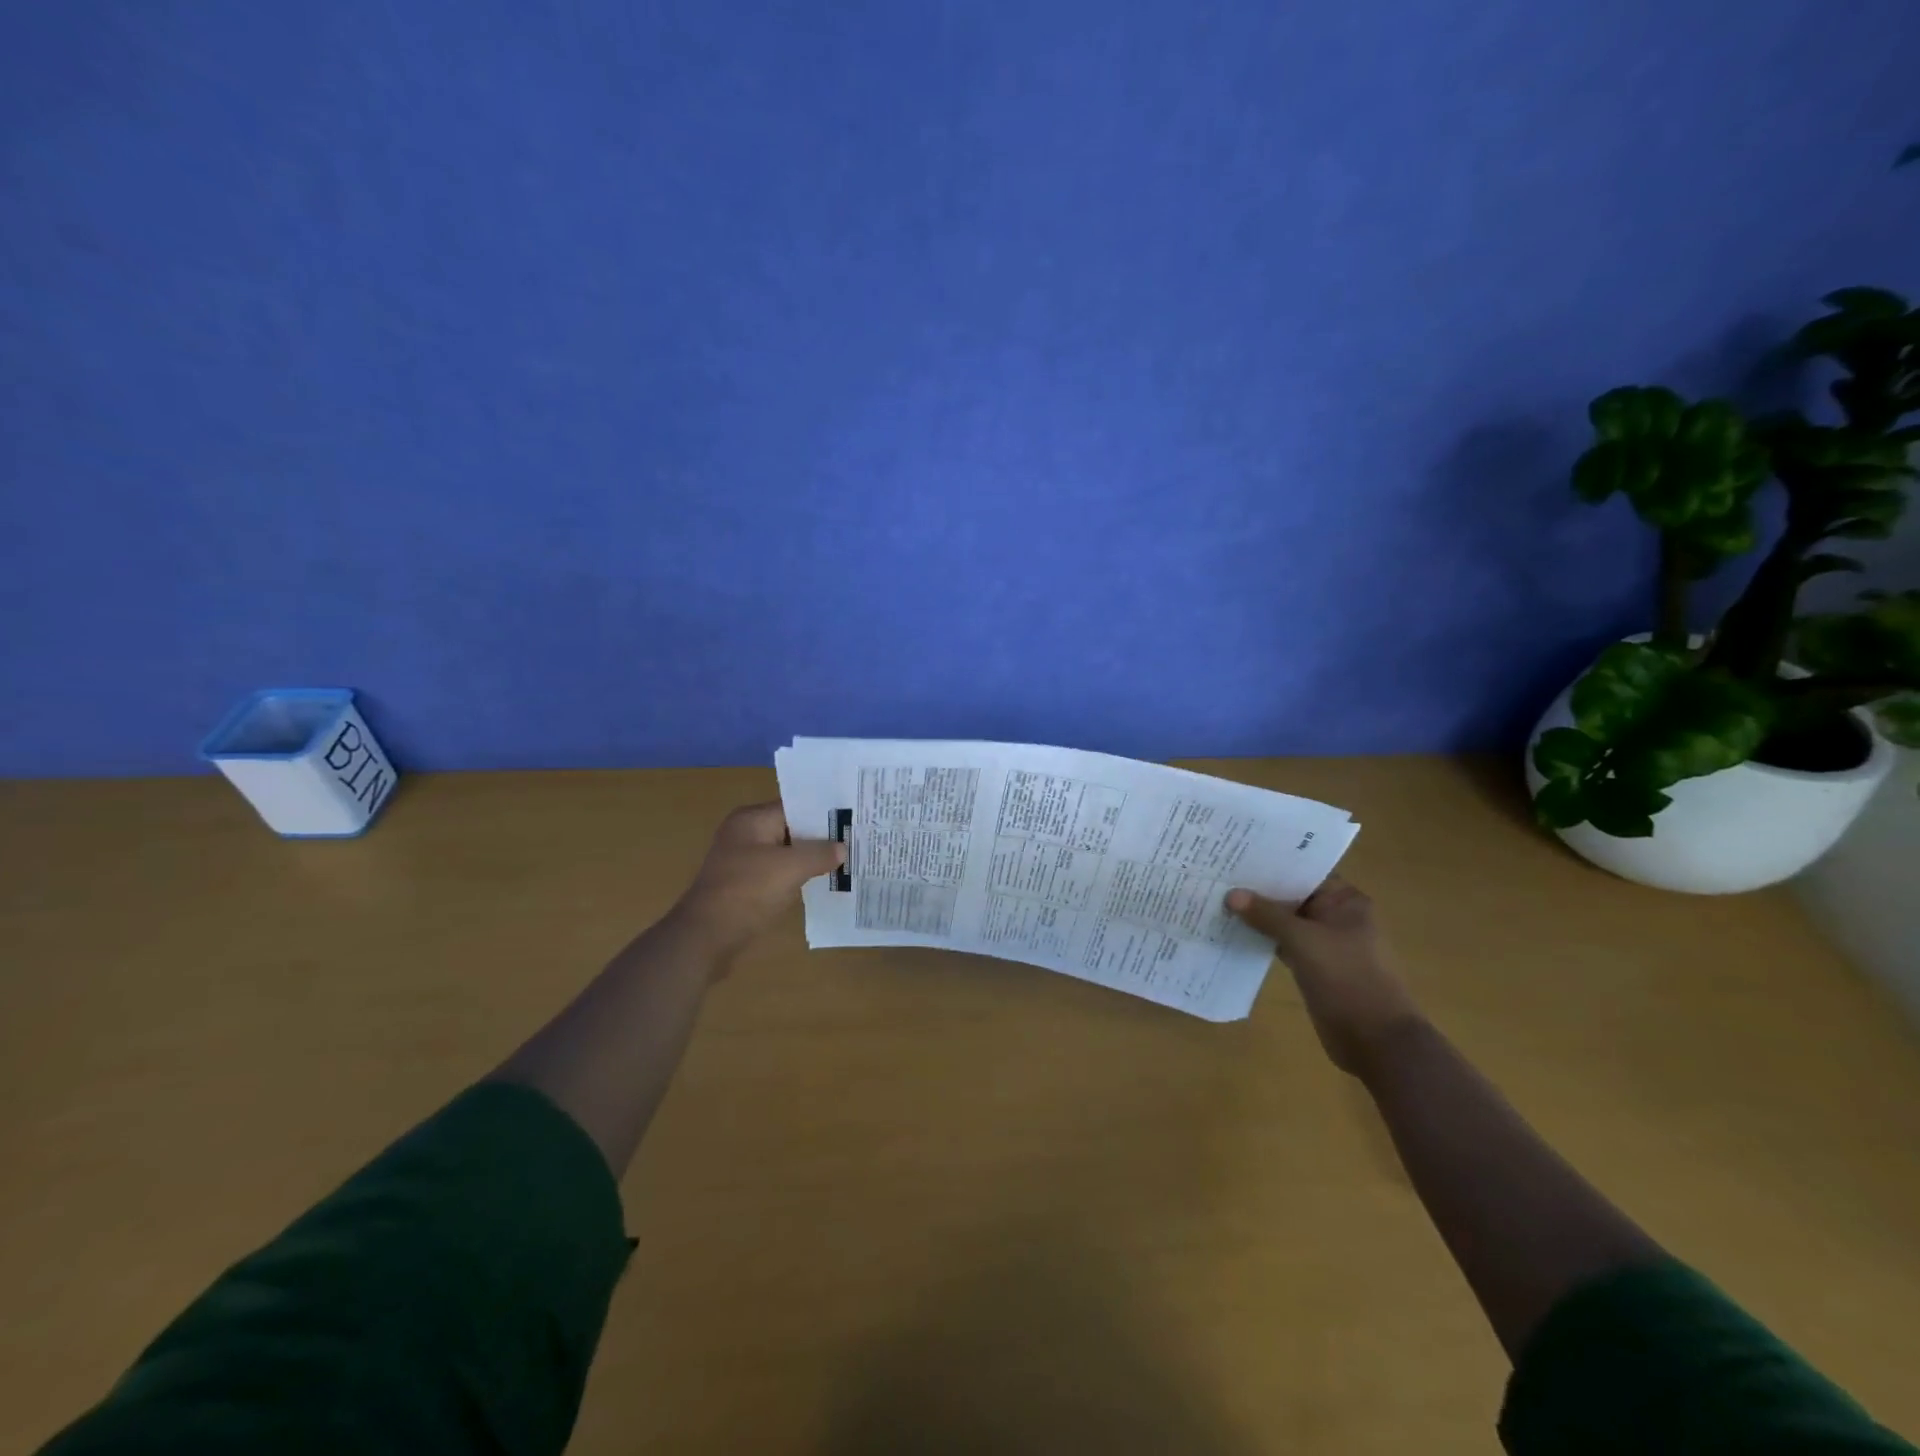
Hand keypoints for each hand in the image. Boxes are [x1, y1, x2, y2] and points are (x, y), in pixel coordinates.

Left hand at [667, 803, 844, 969]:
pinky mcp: (746, 885)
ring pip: (787, 853)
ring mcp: (744, 861)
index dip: (825, 814)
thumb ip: (819, 854)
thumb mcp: (790, 869)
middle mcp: (746, 834)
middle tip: (856, 841)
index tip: (853, 821)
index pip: (796, 807)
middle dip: (821, 838)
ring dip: (810, 859)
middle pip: (792, 829)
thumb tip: (843, 848)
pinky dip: (798, 877)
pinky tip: (822, 882)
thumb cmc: (748, 892)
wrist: (706, 937)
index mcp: (752, 820)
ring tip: (847, 861)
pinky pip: (779, 873)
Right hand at [1225, 876, 1423, 1076]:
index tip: (1237, 854)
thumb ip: (1267, 915)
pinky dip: (1263, 938)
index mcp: (1345, 901)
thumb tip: (1231, 894)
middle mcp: (1336, 917)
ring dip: (1258, 915)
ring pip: (1286, 921)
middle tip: (1219, 874)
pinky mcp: (1313, 966)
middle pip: (1293, 895)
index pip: (1304, 871)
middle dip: (1259, 889)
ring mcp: (1325, 943)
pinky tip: (1233, 931)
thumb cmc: (1347, 978)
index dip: (1272, 863)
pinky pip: (1284, 944)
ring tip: (1219, 899)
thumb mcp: (1303, 940)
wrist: (1375, 1040)